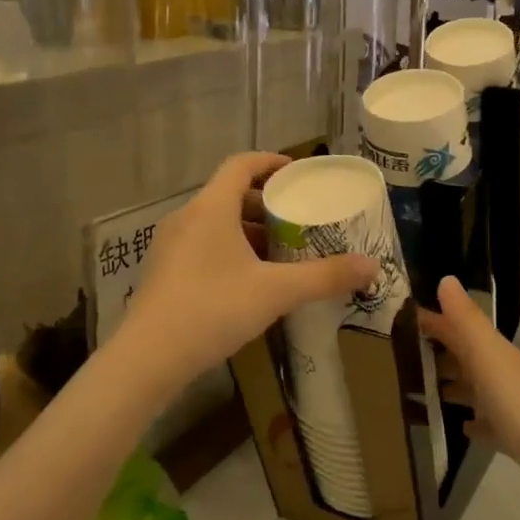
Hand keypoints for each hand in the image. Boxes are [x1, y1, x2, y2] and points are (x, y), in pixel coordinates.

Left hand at [120, 153, 377, 384]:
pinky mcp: (163, 271)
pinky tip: (249, 280)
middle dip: (265, 203)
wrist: (148, 358)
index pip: (241, 165)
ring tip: (280, 251)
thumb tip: (372, 266)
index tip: (298, 172)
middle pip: (229, 194)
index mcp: (211, 208)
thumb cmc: (213, 309)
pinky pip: (202, 244)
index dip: (271, 162)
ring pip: (215, 223)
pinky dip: (229, 249)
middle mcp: (187, 218)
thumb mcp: (276, 292)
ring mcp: (170, 245)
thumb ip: (324, 277)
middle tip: (297, 217)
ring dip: (248, 230)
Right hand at [419, 276, 519, 512]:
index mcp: (491, 351)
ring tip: (417, 390)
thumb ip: (466, 319)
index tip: (399, 317)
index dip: (432, 320)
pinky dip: (472, 422)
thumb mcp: (487, 353)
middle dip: (436, 353)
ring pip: (473, 389)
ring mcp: (507, 405)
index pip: (456, 328)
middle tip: (399, 356)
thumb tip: (446, 278)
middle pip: (464, 357)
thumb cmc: (518, 400)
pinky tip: (459, 426)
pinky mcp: (512, 436)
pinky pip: (486, 424)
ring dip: (450, 386)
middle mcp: (499, 373)